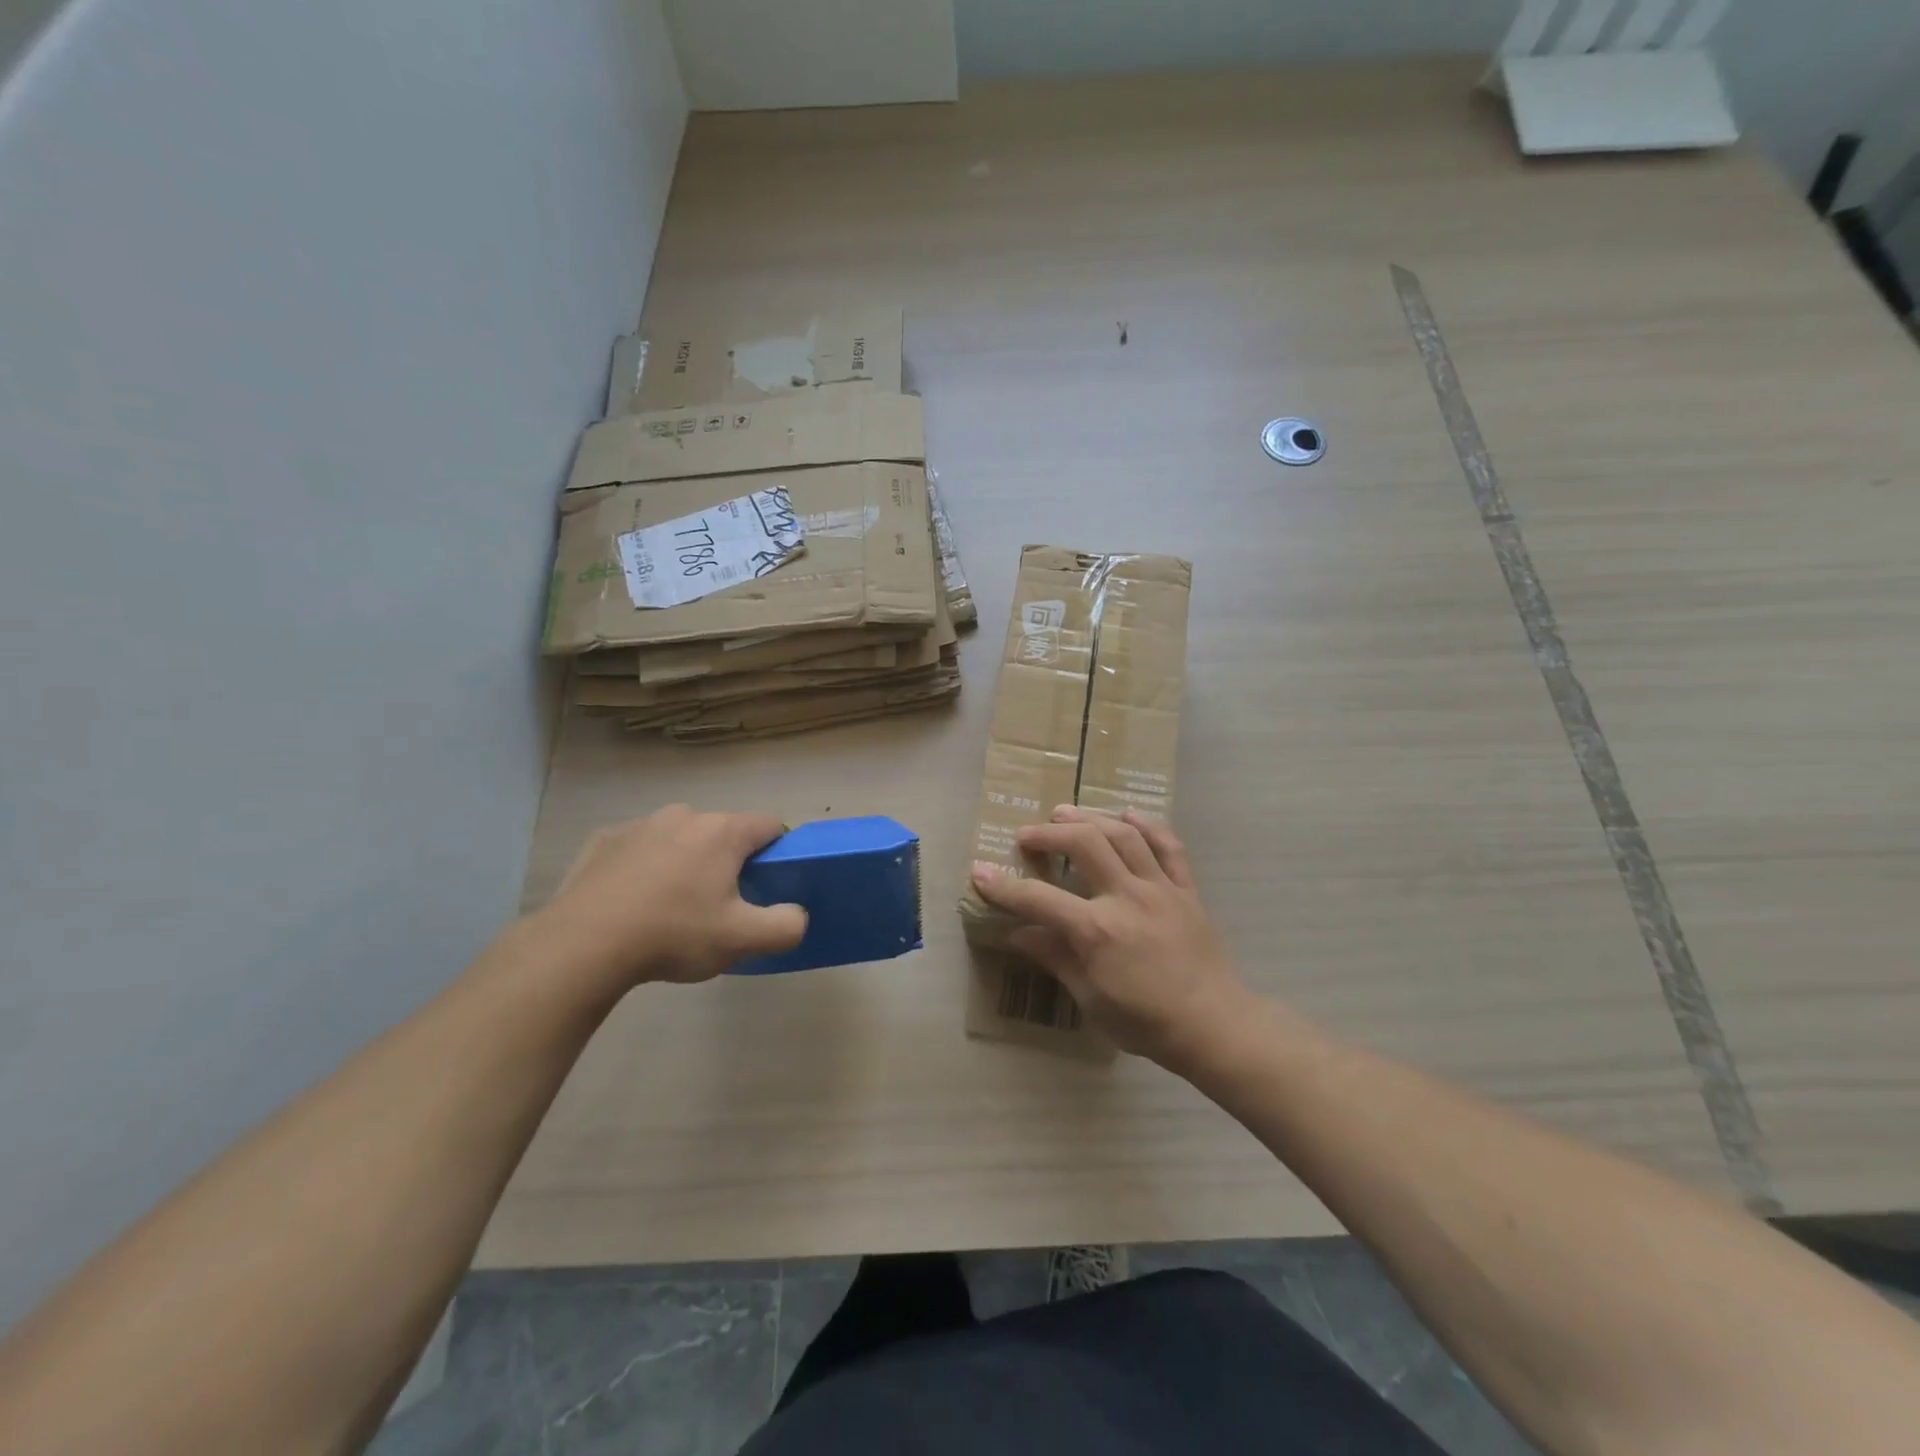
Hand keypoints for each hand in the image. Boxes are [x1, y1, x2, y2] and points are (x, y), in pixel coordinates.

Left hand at [535, 805, 806, 991]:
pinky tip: (633, 902)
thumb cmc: (673, 934)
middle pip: (723, 832)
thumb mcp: (742, 940)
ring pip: (680, 837)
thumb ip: (786, 925)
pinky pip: (639, 848)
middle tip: (719, 906)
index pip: (770, 825)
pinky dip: (644, 867)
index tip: (768, 884)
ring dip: (685, 861)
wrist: (583, 944)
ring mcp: (640, 825)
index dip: (778, 851)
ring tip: (671, 907)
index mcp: (723, 832)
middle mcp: (684, 816)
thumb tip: (797, 914)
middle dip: (728, 861)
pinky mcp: (604, 840)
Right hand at [971, 805, 1248, 1067]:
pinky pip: (1169, 846)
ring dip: (1090, 818)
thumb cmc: (1146, 1022)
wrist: (1215, 1027)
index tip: (980, 872)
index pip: (1039, 899)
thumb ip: (1055, 959)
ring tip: (1065, 812)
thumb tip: (1019, 935)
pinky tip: (1128, 814)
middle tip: (1027, 835)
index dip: (1004, 886)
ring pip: (1123, 835)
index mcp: (1097, 930)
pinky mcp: (1186, 890)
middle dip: (1049, 833)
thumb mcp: (1091, 999)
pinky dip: (1148, 825)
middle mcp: (1127, 897)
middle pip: (1084, 844)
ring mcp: (1160, 888)